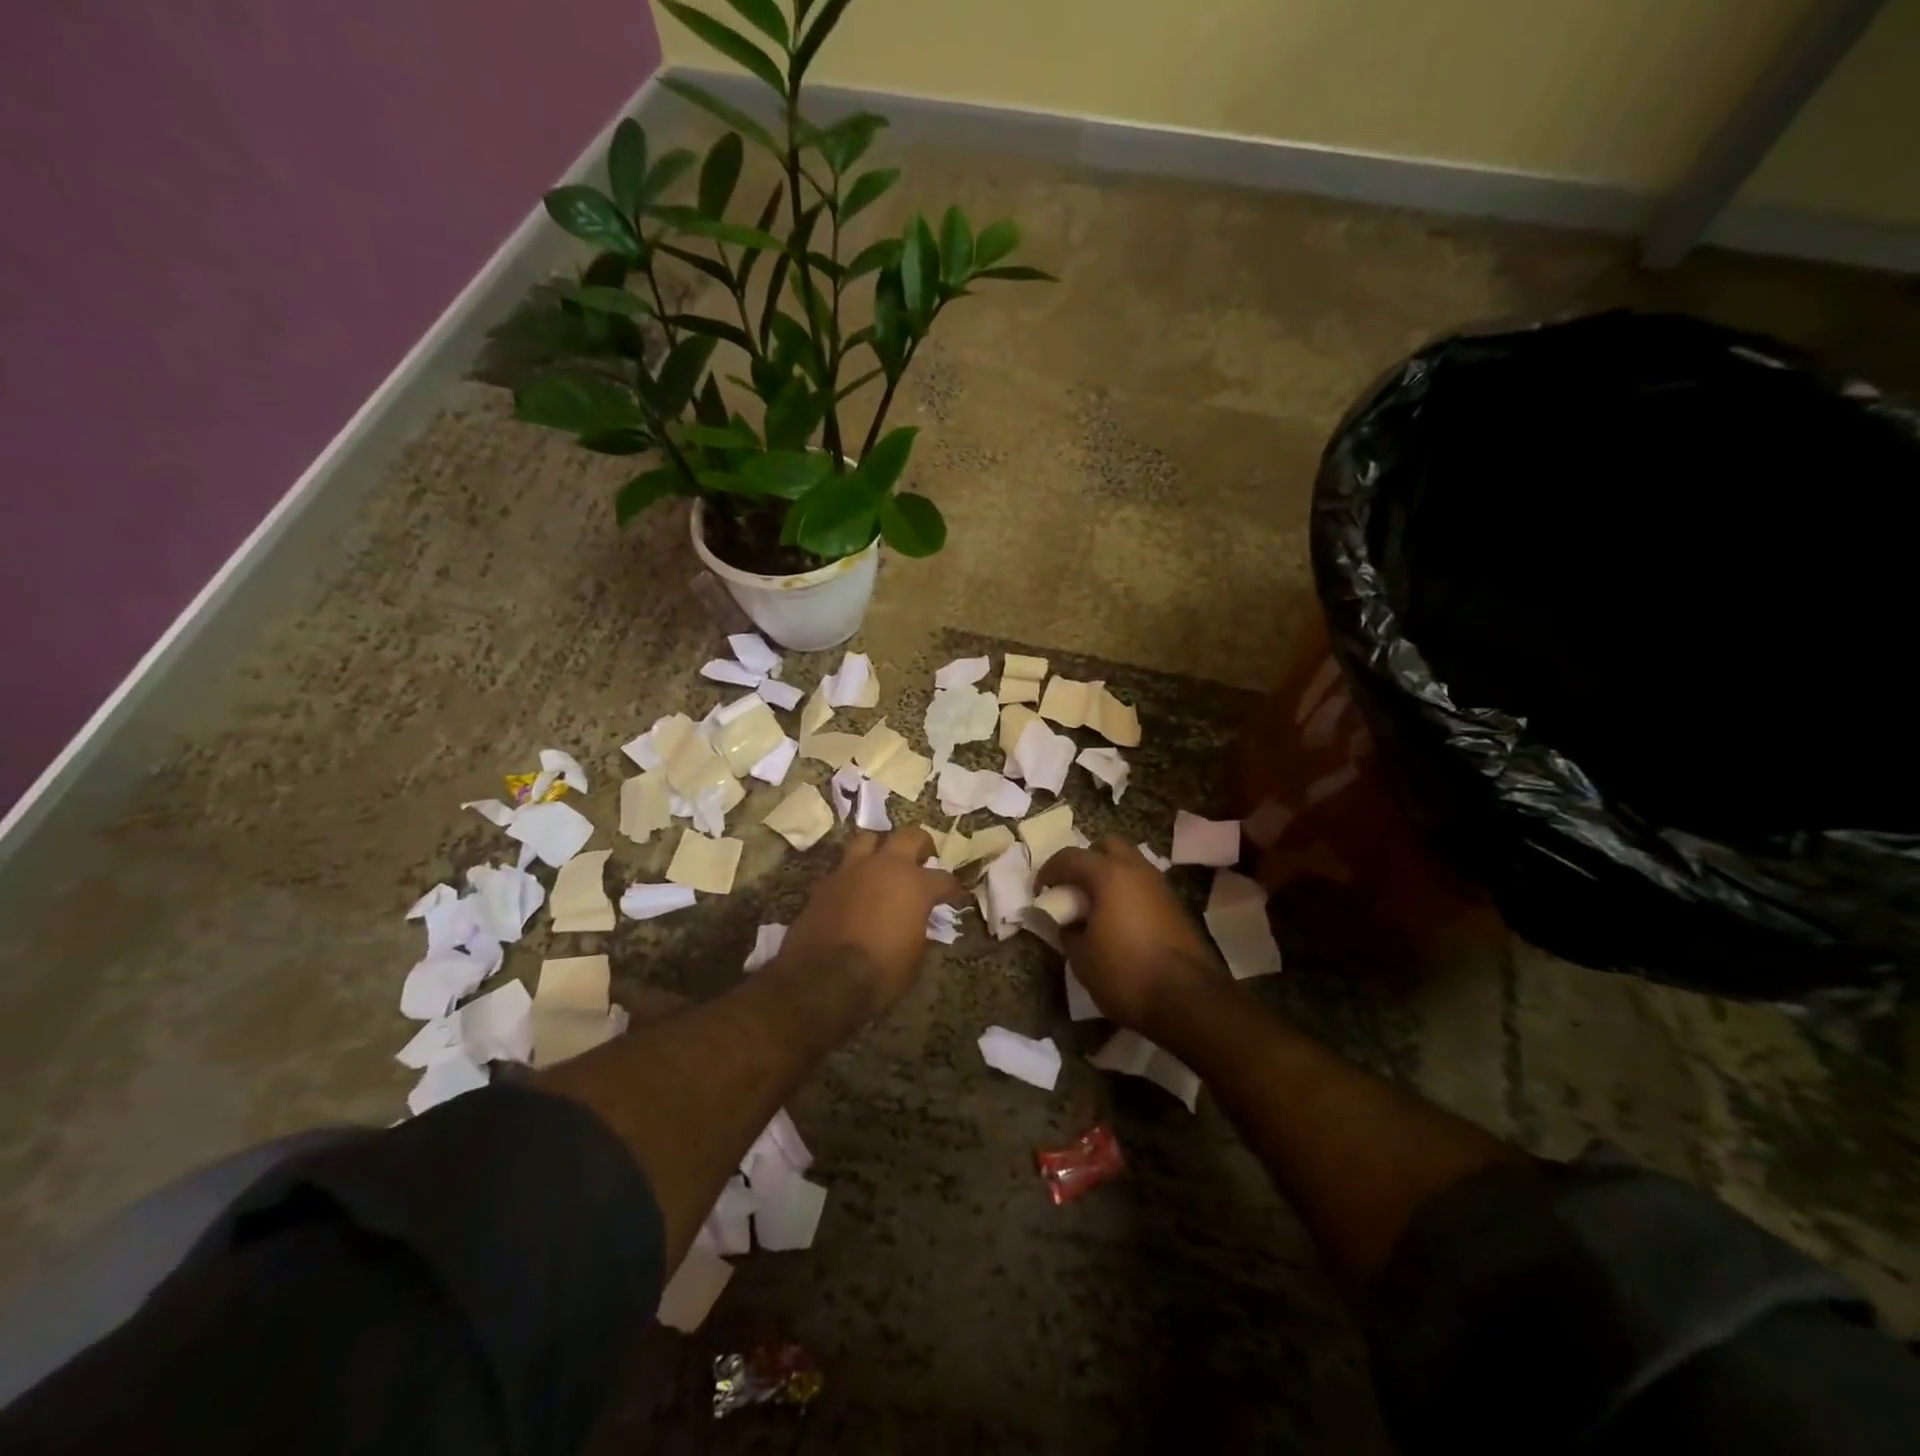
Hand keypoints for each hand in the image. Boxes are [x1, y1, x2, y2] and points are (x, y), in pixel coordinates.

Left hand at [774, 826, 959, 1015]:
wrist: (823, 979)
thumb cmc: (881, 972)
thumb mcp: (914, 958)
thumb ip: (920, 930)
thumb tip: (919, 923)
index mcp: (915, 884)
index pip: (943, 878)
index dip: (952, 888)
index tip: (955, 895)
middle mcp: (885, 867)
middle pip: (908, 836)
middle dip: (920, 844)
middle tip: (923, 858)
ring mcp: (851, 870)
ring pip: (868, 839)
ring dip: (879, 848)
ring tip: (882, 863)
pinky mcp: (824, 883)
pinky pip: (842, 868)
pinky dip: (852, 875)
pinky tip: (853, 890)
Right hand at [1036, 836, 1221, 1035]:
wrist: (1187, 999)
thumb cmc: (1125, 973)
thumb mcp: (1081, 957)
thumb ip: (1068, 930)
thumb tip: (1067, 921)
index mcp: (1109, 875)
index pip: (1070, 857)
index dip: (1048, 871)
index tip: (1039, 891)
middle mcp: (1137, 870)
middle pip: (1107, 847)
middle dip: (1086, 861)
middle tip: (1072, 889)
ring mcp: (1160, 886)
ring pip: (1129, 864)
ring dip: (1109, 876)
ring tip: (1095, 906)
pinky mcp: (1175, 905)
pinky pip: (1143, 885)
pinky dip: (1127, 892)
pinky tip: (1119, 921)